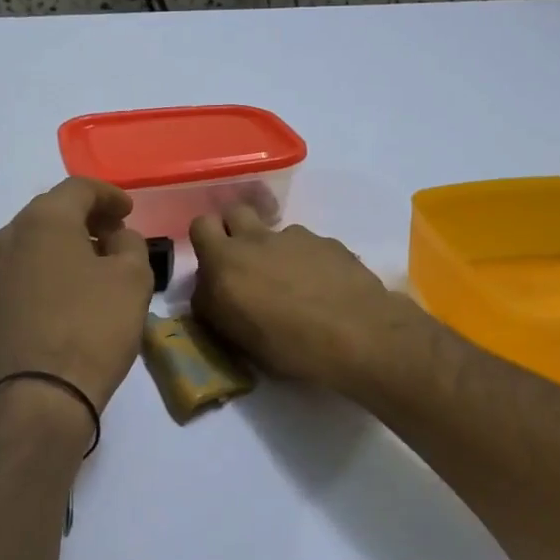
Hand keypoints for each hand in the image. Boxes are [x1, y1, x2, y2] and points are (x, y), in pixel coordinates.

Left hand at [0, 179, 154, 412]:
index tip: (130, 210)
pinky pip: (30, 269)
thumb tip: (117, 238)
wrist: (41, 393)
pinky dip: (54, 266)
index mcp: (44, 220)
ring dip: (69, 242)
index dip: (110, 194)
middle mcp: (12, 237)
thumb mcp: (133, 279)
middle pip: (53, 211)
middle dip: (88, 216)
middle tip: (117, 231)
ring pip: (38, 241)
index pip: (79, 188)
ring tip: (100, 260)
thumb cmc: (93, 326)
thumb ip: (130, 244)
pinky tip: (76, 287)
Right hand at [190, 206, 417, 390]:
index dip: (206, 242)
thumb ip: (216, 306)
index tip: (215, 269)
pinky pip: (306, 245)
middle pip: (235, 213)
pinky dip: (307, 261)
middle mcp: (257, 239)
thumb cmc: (289, 346)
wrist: (358, 335)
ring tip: (292, 285)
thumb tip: (211, 291)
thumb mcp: (237, 338)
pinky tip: (322, 289)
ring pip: (274, 231)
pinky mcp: (328, 242)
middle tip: (246, 265)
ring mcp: (296, 237)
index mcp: (225, 262)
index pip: (200, 226)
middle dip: (235, 231)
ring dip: (274, 250)